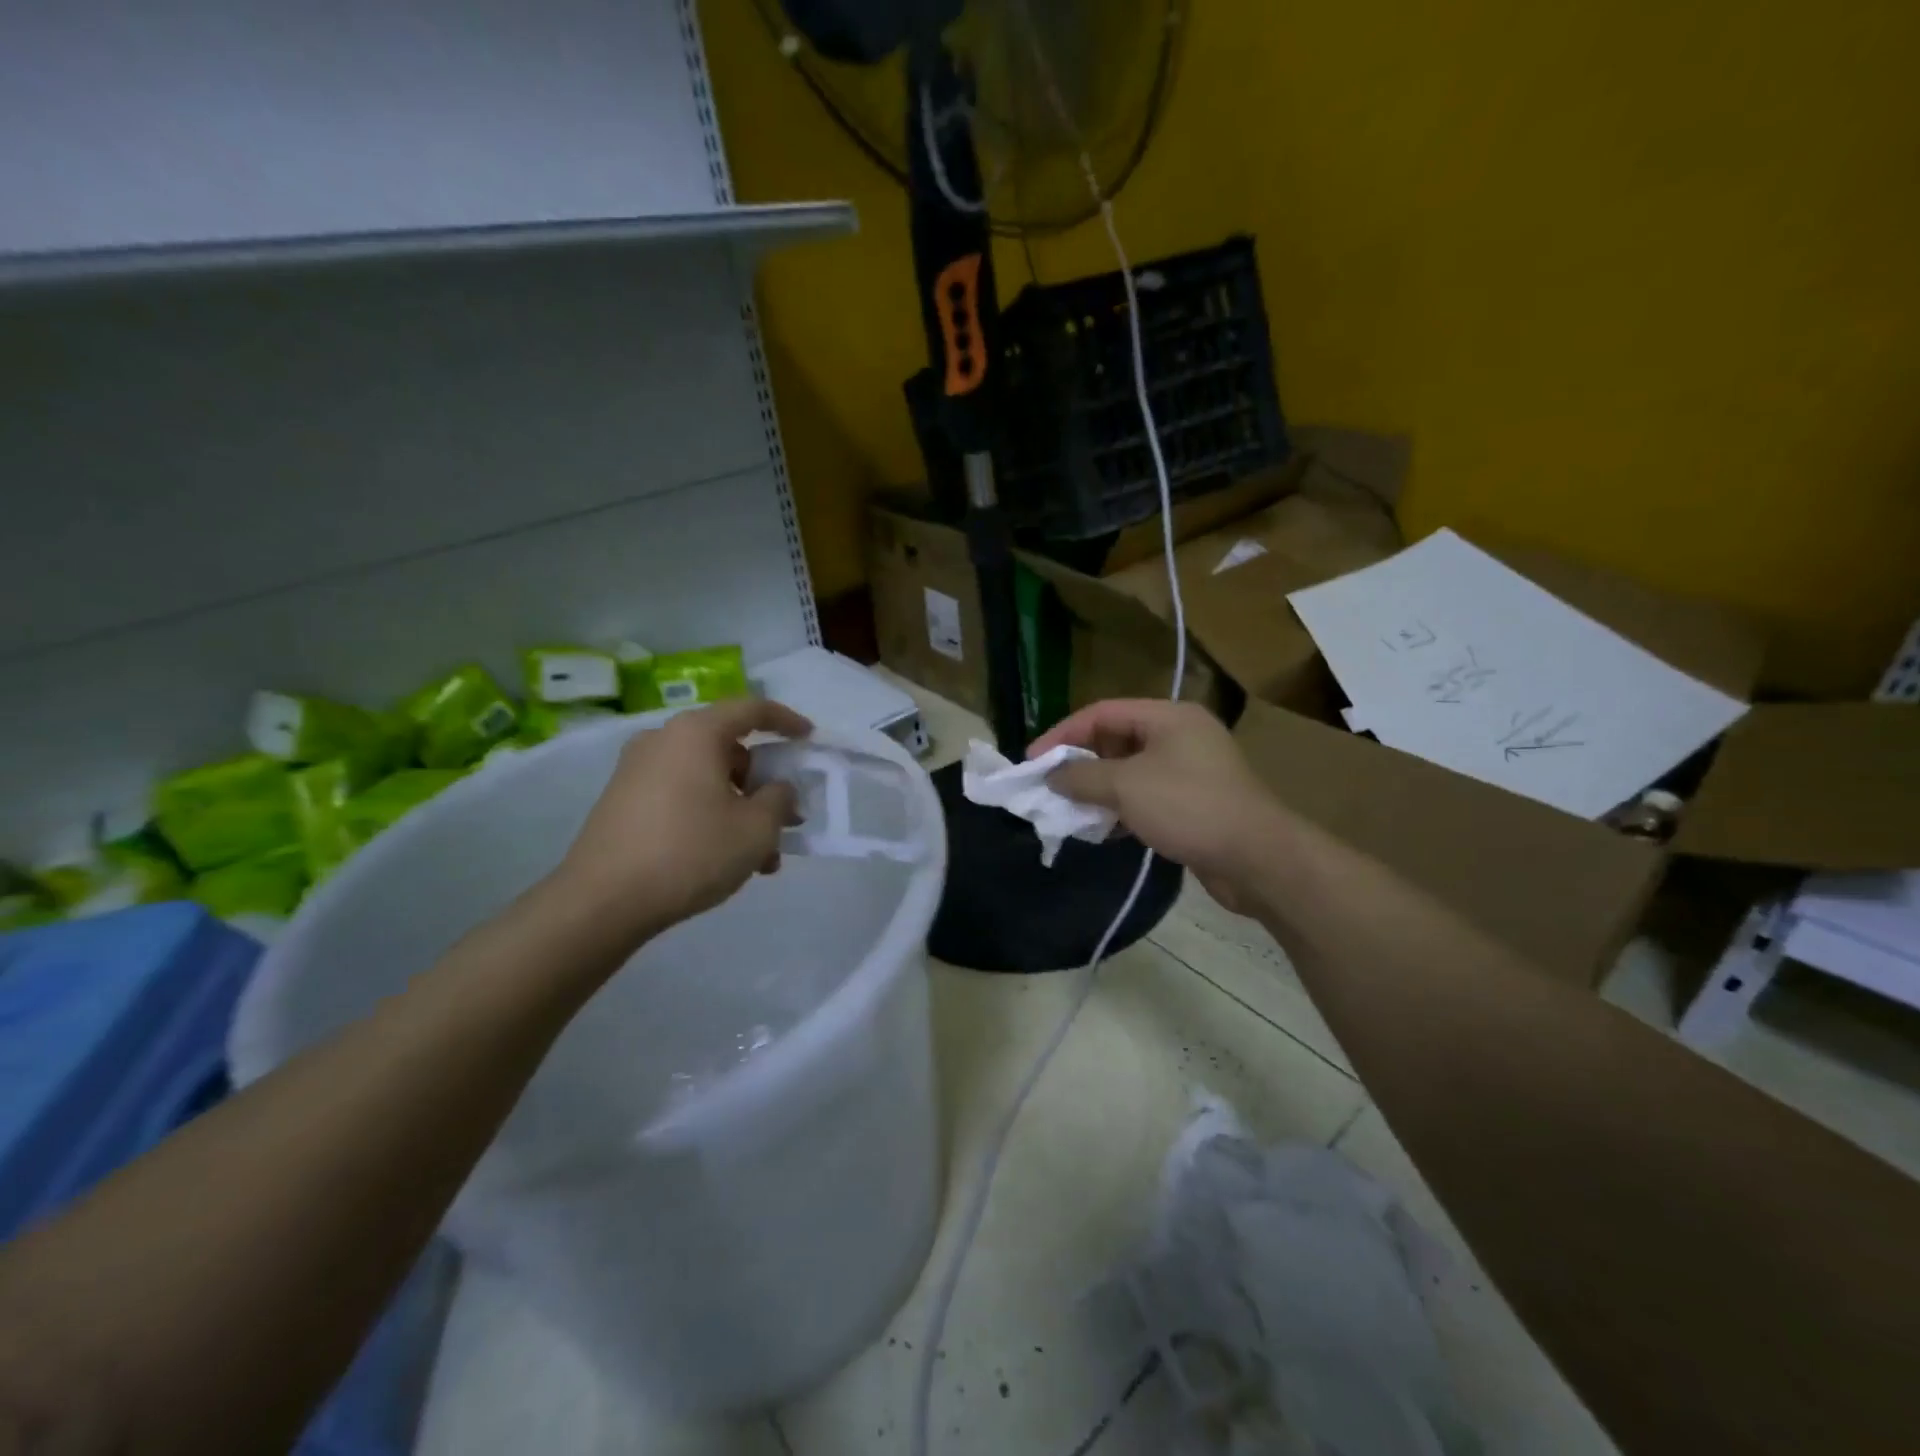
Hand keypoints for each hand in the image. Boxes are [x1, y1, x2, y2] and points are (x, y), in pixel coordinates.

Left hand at [553, 699, 811, 944]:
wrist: (601, 902)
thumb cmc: (690, 852)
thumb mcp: (755, 829)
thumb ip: (779, 799)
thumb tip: (777, 789)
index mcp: (696, 733)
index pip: (752, 709)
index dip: (787, 721)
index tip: (810, 738)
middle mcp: (663, 740)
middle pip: (729, 748)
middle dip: (764, 783)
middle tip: (787, 817)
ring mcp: (637, 771)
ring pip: (707, 778)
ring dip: (740, 808)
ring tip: (762, 857)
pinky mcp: (623, 801)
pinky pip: (682, 795)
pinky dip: (711, 815)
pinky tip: (725, 860)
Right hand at [1030, 699, 1279, 911]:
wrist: (1257, 858)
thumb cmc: (1189, 807)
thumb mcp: (1126, 786)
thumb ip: (1082, 776)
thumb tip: (1052, 776)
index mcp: (1168, 716)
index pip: (1102, 713)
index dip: (1063, 734)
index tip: (1033, 761)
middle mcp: (1180, 735)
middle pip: (1115, 739)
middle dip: (1080, 763)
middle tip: (1049, 786)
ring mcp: (1190, 769)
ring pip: (1129, 770)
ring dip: (1097, 788)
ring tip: (1069, 809)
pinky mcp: (1193, 802)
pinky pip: (1145, 795)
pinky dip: (1120, 807)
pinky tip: (1101, 828)